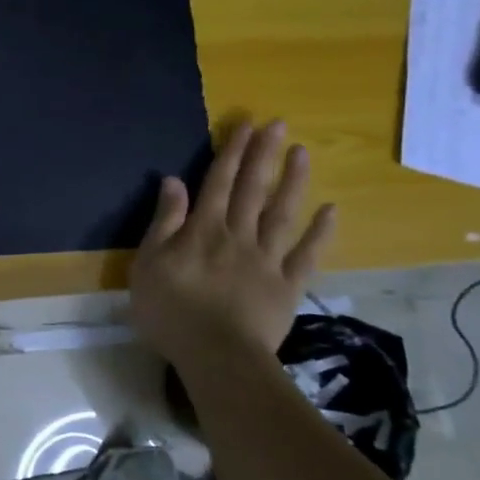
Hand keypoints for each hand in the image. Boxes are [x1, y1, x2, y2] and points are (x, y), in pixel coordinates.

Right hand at [130, 120, 335, 362]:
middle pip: (252, 189)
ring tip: (302, 153)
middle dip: (262, 155)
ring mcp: (267, 259)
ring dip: (292, 181)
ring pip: (281, 213)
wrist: (216, 355)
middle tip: (277, 124)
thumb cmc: (170, 310)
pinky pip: (306, 254)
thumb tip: (173, 181)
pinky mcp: (288, 285)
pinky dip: (320, 232)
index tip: (244, 125)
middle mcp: (237, 235)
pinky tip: (331, 211)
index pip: (217, 182)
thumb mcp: (149, 263)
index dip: (230, 152)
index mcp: (202, 229)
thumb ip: (164, 221)